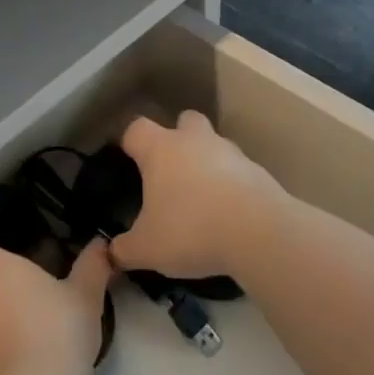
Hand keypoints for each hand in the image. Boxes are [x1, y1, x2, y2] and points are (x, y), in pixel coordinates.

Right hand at [111, 112, 285, 280]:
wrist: (261, 234)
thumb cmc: (191, 230)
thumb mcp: (147, 248)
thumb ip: (125, 249)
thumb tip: (112, 254)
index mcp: (161, 150)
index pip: (136, 128)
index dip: (130, 142)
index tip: (129, 161)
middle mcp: (195, 142)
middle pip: (184, 120)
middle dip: (177, 138)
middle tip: (171, 170)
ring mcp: (231, 154)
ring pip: (215, 145)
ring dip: (207, 163)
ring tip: (202, 199)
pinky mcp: (260, 173)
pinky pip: (238, 172)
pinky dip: (232, 186)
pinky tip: (229, 215)